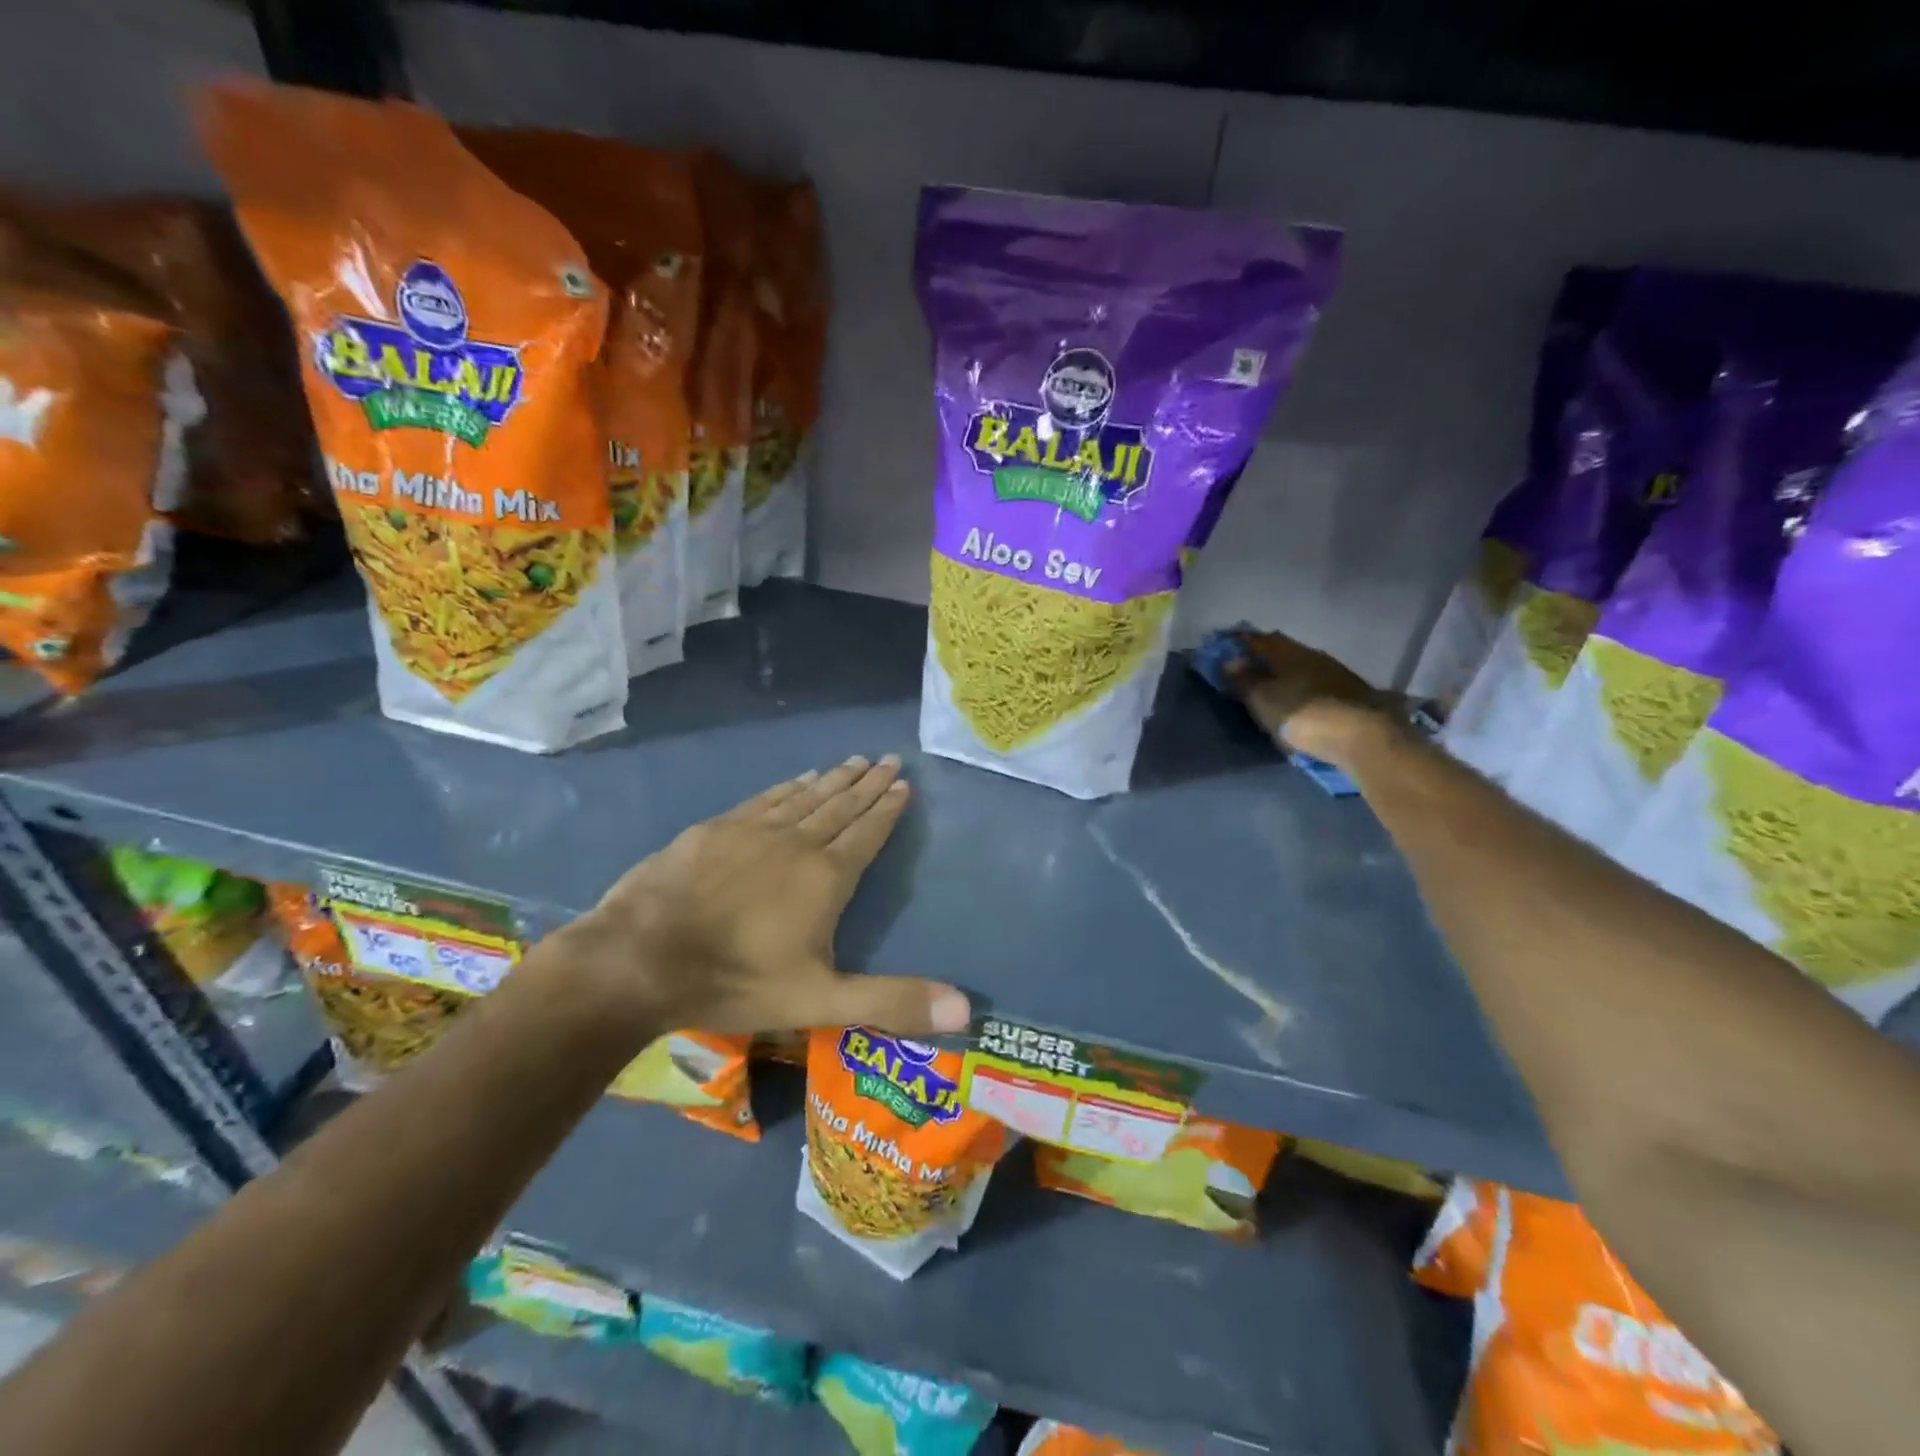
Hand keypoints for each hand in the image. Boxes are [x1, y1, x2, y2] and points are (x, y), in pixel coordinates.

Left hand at [550, 755, 968, 1039]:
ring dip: (833, 779)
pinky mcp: (716, 830)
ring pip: (805, 797)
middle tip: (888, 759)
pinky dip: (788, 787)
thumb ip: (892, 1001)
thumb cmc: (736, 980)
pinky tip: (798, 778)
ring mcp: (753, 831)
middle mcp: (796, 843)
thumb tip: (966, 1010)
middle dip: (867, 784)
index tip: (904, 783)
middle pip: (840, 806)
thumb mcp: (820, 1002)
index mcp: (826, 877)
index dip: (887, 809)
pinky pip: (766, 799)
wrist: (641, 959)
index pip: (867, 833)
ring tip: (855, 760)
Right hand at [1227, 631, 1394, 766]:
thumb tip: (1230, 661)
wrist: (1364, 737)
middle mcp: (1313, 655)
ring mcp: (1337, 673)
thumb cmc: (1303, 715)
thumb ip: (1246, 679)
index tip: (1226, 648)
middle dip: (1265, 657)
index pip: (1260, 639)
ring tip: (1273, 687)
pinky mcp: (1353, 694)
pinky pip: (1318, 683)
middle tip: (1247, 668)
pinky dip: (1304, 688)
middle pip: (1284, 651)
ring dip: (1287, 673)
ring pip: (1303, 666)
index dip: (1242, 642)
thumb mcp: (1264, 700)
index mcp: (1289, 652)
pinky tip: (1301, 699)